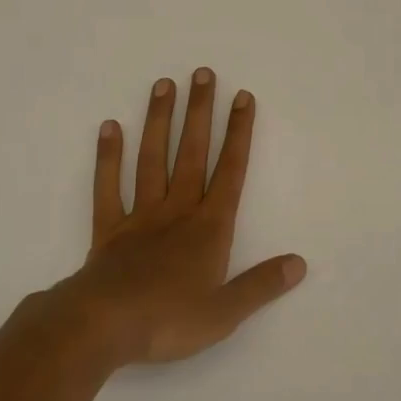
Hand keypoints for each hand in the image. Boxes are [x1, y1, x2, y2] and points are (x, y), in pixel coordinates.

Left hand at [51, 70, 305, 367]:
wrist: (101, 328)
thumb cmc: (167, 320)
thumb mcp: (224, 313)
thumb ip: (261, 285)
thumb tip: (299, 263)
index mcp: (208, 228)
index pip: (230, 171)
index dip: (239, 133)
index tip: (242, 97)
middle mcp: (177, 211)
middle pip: (191, 153)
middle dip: (200, 112)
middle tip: (202, 73)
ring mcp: (140, 216)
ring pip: (152, 159)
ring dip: (159, 121)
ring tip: (163, 85)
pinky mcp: (108, 229)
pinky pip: (108, 187)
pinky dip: (108, 157)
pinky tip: (109, 127)